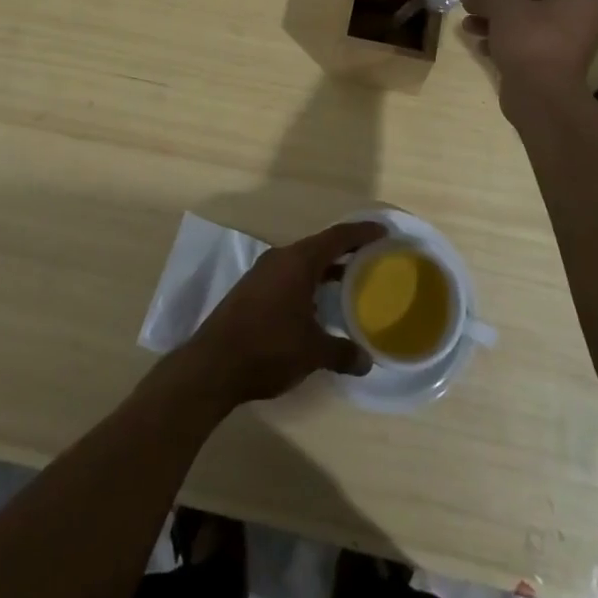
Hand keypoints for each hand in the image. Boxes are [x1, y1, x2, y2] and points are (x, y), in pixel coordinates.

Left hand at [178, 221, 383, 405]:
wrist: (213, 364)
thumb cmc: (268, 348)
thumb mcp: (312, 352)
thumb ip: (342, 352)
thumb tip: (366, 360)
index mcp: (298, 261)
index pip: (337, 237)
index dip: (362, 233)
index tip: (384, 233)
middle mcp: (280, 258)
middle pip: (319, 246)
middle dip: (345, 251)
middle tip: (372, 258)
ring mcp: (263, 273)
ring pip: (302, 263)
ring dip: (325, 269)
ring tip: (350, 282)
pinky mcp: (252, 290)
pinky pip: (288, 276)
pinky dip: (308, 283)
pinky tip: (317, 305)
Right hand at [462, 0, 597, 95]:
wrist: (541, 95)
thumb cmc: (529, 40)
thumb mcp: (502, 9)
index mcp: (577, 0)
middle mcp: (577, 22)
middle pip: (528, 6)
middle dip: (494, 8)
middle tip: (469, 8)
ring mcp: (566, 48)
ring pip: (523, 29)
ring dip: (494, 26)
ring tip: (468, 27)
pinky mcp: (551, 69)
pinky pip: (525, 48)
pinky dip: (503, 45)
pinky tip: (481, 48)